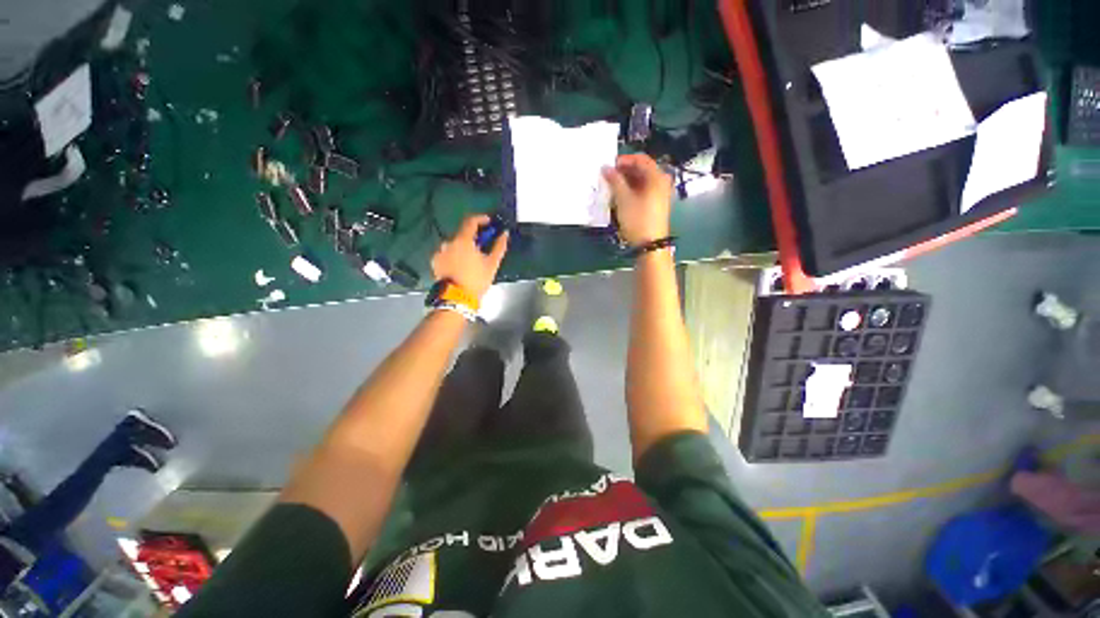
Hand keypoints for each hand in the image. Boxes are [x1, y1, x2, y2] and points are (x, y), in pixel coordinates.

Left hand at [431, 214, 508, 298]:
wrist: (457, 298)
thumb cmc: (477, 280)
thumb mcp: (492, 264)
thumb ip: (499, 246)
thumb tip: (504, 234)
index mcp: (463, 240)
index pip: (471, 221)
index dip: (481, 218)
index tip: (489, 222)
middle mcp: (448, 242)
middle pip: (462, 233)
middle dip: (473, 237)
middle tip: (482, 245)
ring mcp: (440, 251)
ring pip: (454, 244)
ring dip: (463, 247)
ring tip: (471, 259)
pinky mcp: (435, 261)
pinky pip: (447, 253)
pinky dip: (454, 255)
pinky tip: (460, 265)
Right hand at [602, 154, 673, 247]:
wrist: (650, 244)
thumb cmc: (637, 219)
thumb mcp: (623, 199)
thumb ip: (614, 181)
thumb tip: (606, 168)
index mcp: (656, 177)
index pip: (640, 159)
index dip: (624, 160)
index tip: (609, 166)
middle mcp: (661, 182)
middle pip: (641, 169)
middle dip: (624, 171)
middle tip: (608, 177)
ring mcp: (659, 194)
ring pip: (641, 181)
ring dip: (626, 181)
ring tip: (611, 187)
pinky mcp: (655, 204)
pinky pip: (642, 191)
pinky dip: (631, 190)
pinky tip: (620, 197)